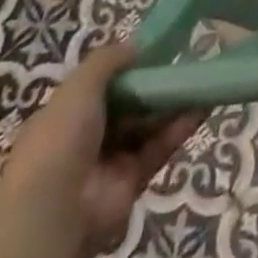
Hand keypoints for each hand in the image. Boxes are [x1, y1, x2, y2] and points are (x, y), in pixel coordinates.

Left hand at [0, 40, 205, 257]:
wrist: (54, 211)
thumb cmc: (60, 138)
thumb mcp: (79, 86)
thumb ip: (108, 61)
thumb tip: (138, 46)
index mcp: (65, 116)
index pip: (101, 87)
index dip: (127, 70)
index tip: (156, 52)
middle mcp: (87, 138)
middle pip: (129, 105)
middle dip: (155, 86)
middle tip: (187, 63)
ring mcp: (110, 161)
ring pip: (148, 125)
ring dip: (173, 104)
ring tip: (202, 79)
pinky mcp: (133, 180)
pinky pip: (160, 148)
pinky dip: (181, 127)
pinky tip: (203, 106)